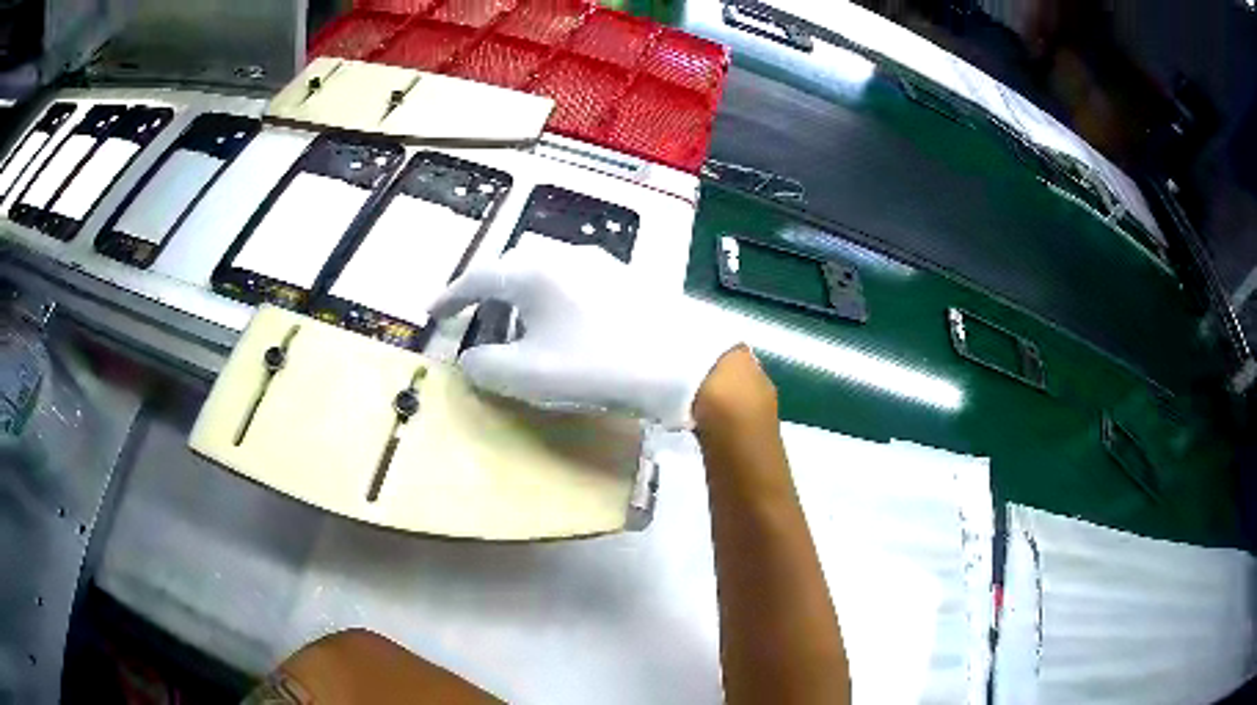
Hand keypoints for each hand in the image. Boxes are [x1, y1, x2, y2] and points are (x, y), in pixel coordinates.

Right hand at [429, 238, 739, 428]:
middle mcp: (563, 255)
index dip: (451, 296)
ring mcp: (600, 262)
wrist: (684, 362)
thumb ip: (485, 366)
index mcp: (533, 271)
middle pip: (511, 267)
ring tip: (521, 330)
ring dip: (523, 297)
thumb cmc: (598, 365)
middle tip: (478, 322)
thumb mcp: (529, 375)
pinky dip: (553, 299)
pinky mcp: (626, 277)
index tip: (433, 312)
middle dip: (488, 294)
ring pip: (544, 272)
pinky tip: (565, 326)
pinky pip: (573, 281)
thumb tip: (469, 358)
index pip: (478, 277)